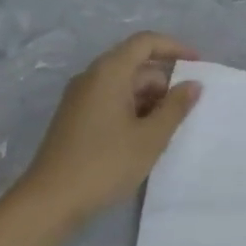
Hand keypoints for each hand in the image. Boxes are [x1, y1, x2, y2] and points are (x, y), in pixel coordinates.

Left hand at [21, 32, 201, 227]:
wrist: (48, 203)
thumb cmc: (104, 164)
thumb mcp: (150, 137)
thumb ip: (176, 107)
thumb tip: (193, 84)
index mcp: (109, 72)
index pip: (145, 42)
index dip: (174, 48)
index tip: (198, 64)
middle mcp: (91, 77)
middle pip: (135, 64)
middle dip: (164, 80)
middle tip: (188, 107)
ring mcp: (79, 98)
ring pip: (123, 85)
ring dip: (149, 99)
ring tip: (169, 127)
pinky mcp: (74, 118)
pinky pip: (110, 100)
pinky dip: (132, 110)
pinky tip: (144, 137)